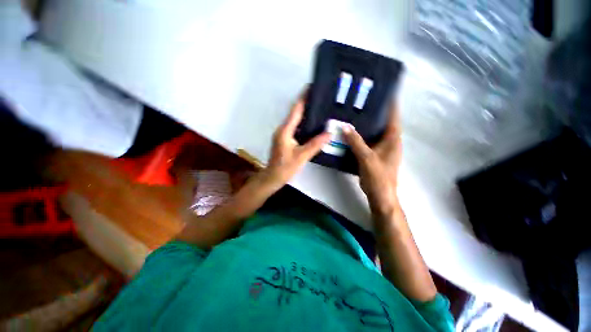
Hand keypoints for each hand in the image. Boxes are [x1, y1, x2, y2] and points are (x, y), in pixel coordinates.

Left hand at [261, 94, 330, 190]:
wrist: (273, 177)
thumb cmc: (285, 167)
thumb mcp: (302, 156)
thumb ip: (315, 144)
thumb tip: (329, 133)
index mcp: (285, 131)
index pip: (296, 110)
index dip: (303, 98)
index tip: (311, 87)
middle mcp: (282, 129)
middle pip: (295, 113)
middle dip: (306, 104)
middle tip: (319, 98)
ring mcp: (282, 134)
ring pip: (295, 120)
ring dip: (304, 114)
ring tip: (318, 108)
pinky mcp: (284, 139)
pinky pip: (295, 127)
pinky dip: (303, 124)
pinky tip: (312, 125)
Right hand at [343, 104, 401, 216]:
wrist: (380, 195)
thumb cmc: (377, 176)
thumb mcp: (366, 157)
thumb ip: (356, 141)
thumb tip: (345, 126)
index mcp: (393, 139)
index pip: (393, 117)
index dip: (390, 104)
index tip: (384, 91)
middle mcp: (390, 142)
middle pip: (383, 123)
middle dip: (375, 112)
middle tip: (362, 102)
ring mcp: (383, 149)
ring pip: (375, 133)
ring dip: (367, 125)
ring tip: (355, 115)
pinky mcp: (376, 156)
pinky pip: (369, 142)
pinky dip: (362, 136)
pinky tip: (352, 134)